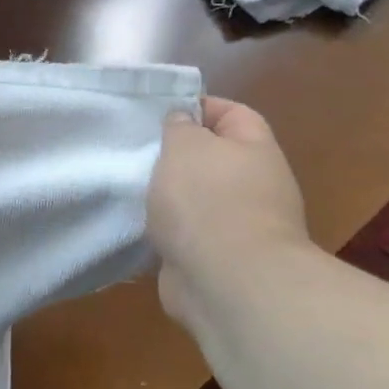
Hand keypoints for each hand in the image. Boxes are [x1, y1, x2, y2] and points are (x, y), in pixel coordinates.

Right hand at [148, 97, 311, 330]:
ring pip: (198, 198)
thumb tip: (183, 122)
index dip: (198, 107)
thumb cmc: (207, 201)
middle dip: (176, 155)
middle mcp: (256, 185)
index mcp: (256, 150)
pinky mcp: (219, 258)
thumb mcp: (185, 146)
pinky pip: (188, 233)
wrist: (228, 282)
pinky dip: (167, 230)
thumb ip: (179, 127)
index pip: (233, 113)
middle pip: (214, 158)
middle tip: (138, 152)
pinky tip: (140, 226)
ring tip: (133, 189)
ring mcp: (240, 225)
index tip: (158, 113)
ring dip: (169, 196)